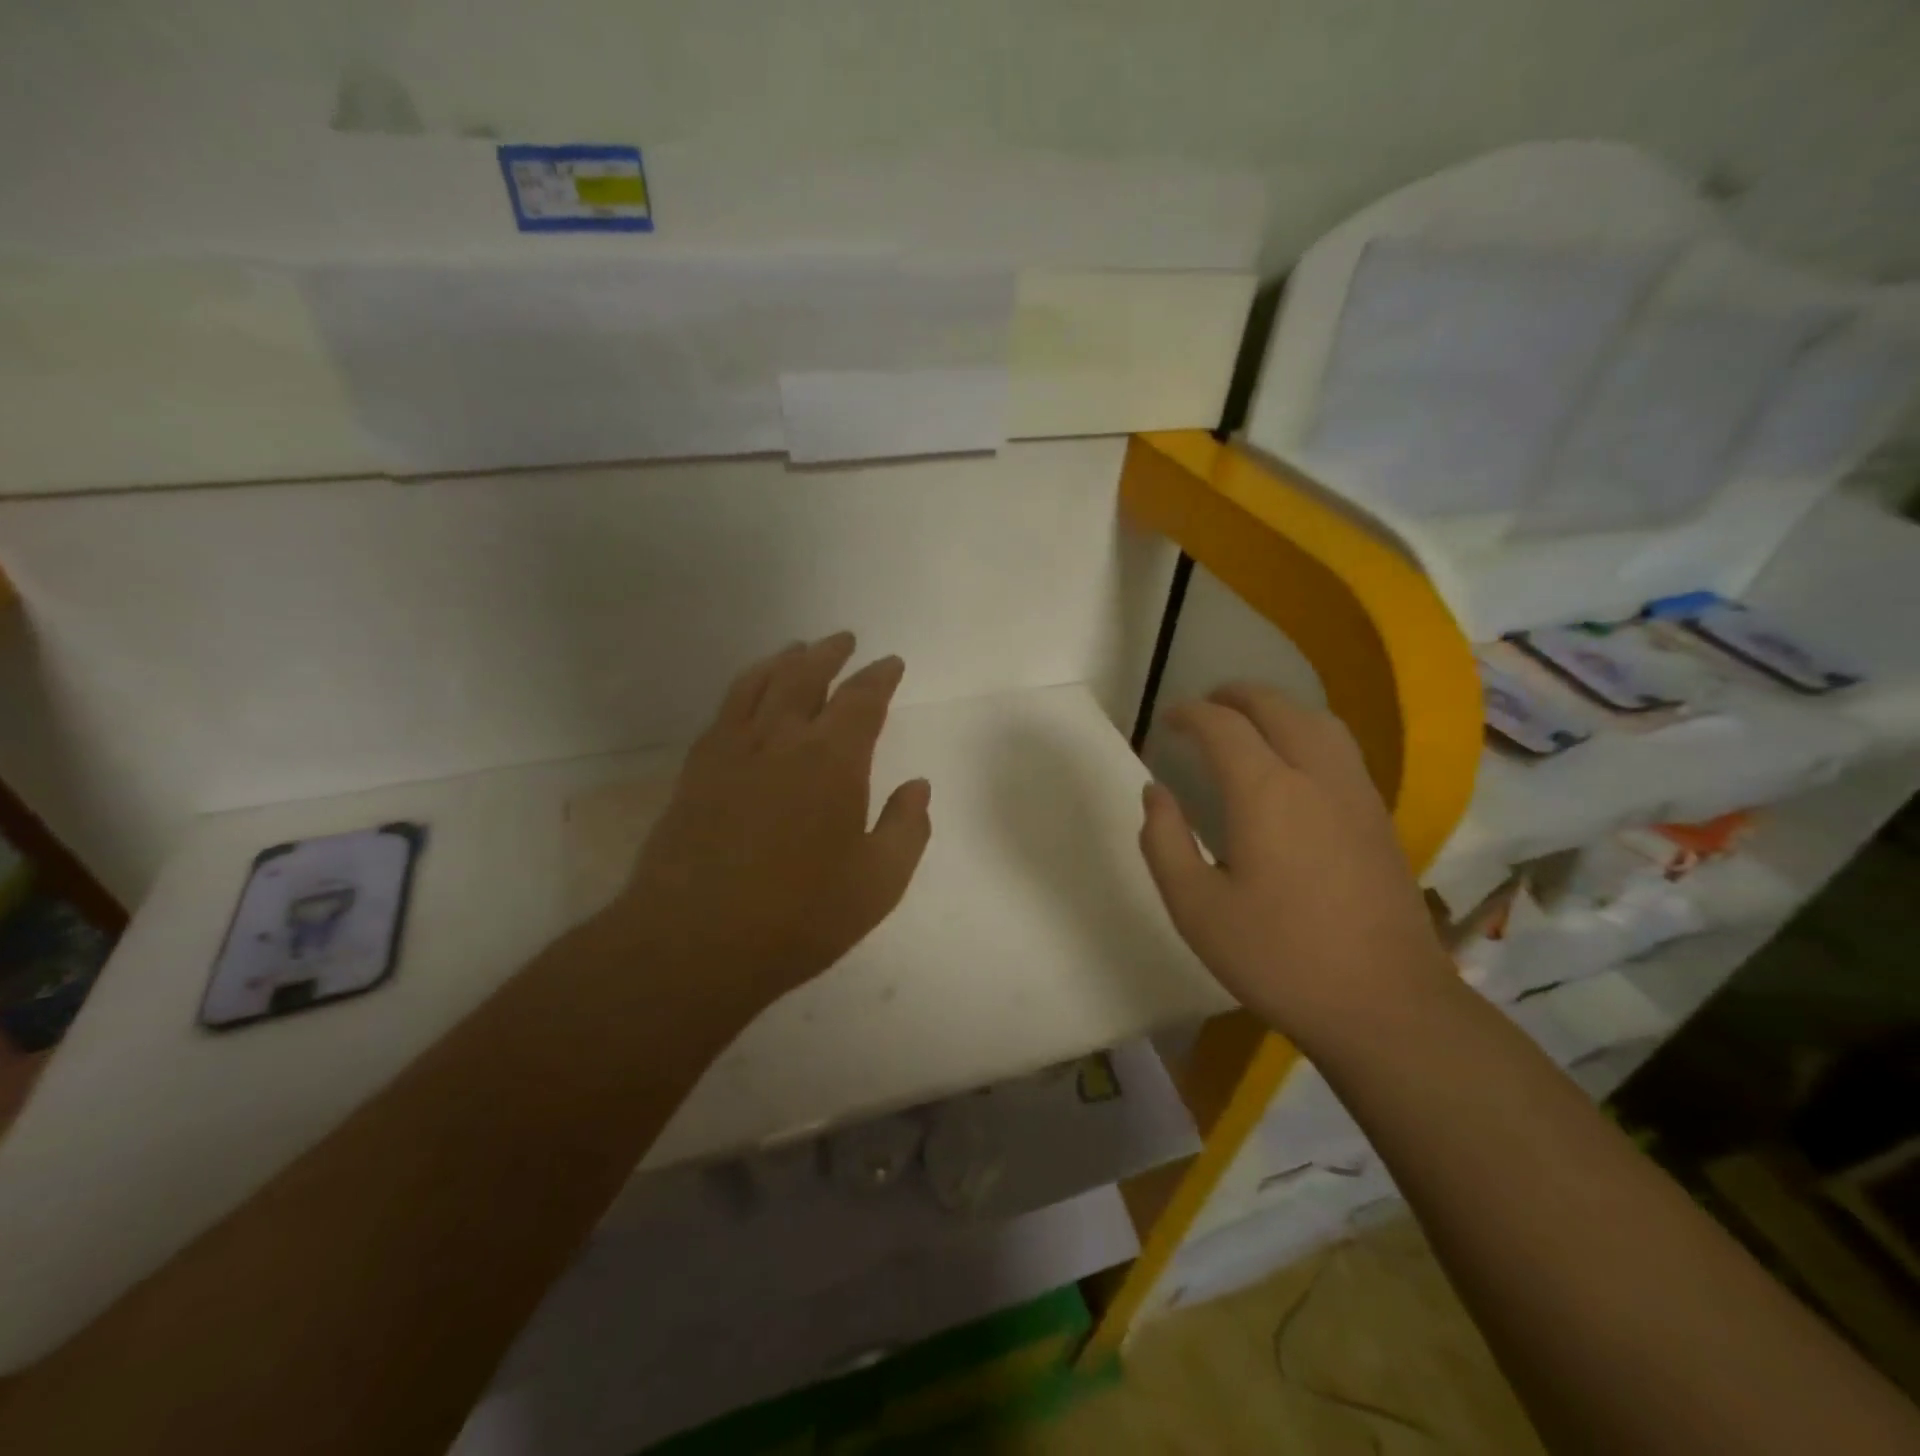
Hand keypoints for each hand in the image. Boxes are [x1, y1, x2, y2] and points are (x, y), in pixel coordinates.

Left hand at [602, 632, 932, 1009]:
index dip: (879, 677)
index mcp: (832, 760)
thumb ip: (906, 828)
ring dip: (783, 661)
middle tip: (843, 640)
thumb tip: (918, 787)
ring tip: (796, 650)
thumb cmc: (799, 916)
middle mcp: (781, 740)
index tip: (890, 663)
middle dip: (829, 654)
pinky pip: (724, 711)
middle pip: (805, 676)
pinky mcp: (696, 771)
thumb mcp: (878, 883)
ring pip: (759, 685)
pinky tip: (747, 696)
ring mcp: (732, 752)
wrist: (694, 941)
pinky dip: (743, 689)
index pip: (862, 700)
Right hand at [1138, 684, 1452, 1048]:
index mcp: (1266, 793)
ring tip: (1250, 719)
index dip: (1190, 714)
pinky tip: (1296, 762)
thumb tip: (1157, 792)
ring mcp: (1356, 795)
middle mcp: (1316, 777)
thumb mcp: (1195, 908)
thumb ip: (1165, 842)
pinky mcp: (1379, 818)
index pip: (1223, 726)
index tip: (1167, 720)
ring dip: (1278, 707)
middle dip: (1236, 696)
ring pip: (1319, 721)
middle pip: (1277, 708)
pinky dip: (1308, 731)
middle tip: (1205, 705)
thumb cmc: (1279, 957)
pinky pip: (1341, 749)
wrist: (1385, 1003)